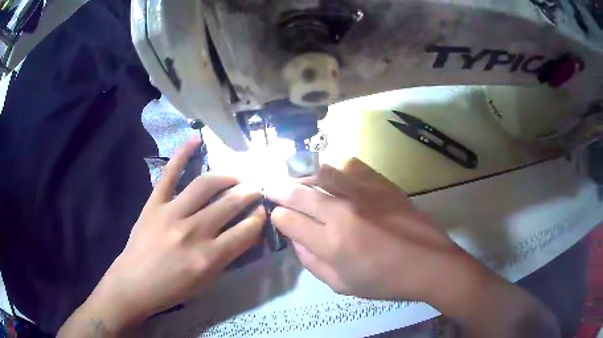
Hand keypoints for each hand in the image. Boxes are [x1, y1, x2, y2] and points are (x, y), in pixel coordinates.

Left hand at [58, 136, 264, 336]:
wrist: (135, 283)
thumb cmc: (173, 288)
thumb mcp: (207, 281)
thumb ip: (227, 257)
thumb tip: (244, 233)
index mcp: (209, 257)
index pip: (246, 231)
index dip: (259, 219)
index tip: (261, 212)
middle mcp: (193, 232)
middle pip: (230, 203)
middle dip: (249, 193)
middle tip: (255, 189)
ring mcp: (171, 213)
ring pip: (206, 184)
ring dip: (227, 176)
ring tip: (235, 176)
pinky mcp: (154, 203)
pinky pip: (169, 174)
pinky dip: (182, 154)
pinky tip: (195, 139)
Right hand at [265, 159, 558, 337]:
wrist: (429, 264)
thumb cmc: (385, 281)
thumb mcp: (341, 285)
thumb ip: (311, 262)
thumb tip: (295, 239)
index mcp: (331, 242)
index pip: (287, 220)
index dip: (277, 217)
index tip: (277, 217)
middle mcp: (342, 211)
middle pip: (298, 191)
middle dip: (278, 188)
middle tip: (270, 186)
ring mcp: (364, 193)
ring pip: (321, 172)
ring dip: (305, 176)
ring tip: (302, 180)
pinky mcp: (382, 184)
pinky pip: (352, 165)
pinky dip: (337, 168)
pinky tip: (336, 176)